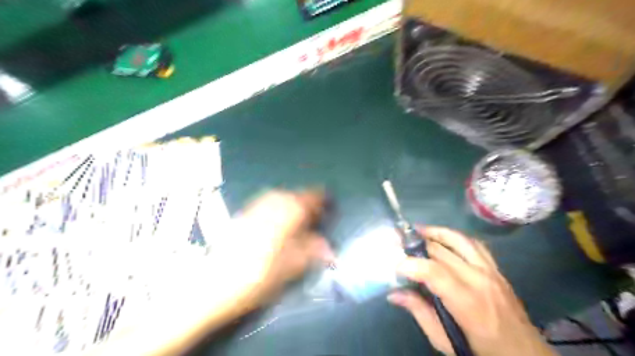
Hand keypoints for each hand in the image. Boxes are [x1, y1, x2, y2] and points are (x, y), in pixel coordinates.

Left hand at [210, 191, 336, 304]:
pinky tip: (276, 222)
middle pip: (296, 195)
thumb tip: (329, 249)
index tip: (329, 206)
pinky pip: (267, 203)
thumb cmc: (262, 274)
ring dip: (291, 204)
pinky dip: (277, 207)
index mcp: (291, 210)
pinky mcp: (244, 213)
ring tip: (297, 219)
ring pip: (281, 197)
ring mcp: (257, 205)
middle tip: (314, 217)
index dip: (323, 201)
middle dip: (307, 203)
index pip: (313, 197)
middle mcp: (274, 201)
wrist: (216, 282)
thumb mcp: (294, 265)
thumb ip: (314, 251)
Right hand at [387, 226, 557, 355]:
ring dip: (436, 232)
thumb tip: (394, 293)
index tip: (396, 267)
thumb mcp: (444, 341)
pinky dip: (455, 237)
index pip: (434, 272)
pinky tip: (444, 237)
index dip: (411, 264)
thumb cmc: (481, 351)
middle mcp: (480, 280)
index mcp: (467, 303)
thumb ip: (419, 312)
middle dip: (416, 245)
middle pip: (442, 252)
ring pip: (459, 240)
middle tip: (398, 244)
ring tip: (418, 230)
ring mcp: (491, 272)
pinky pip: (475, 244)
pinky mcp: (497, 270)